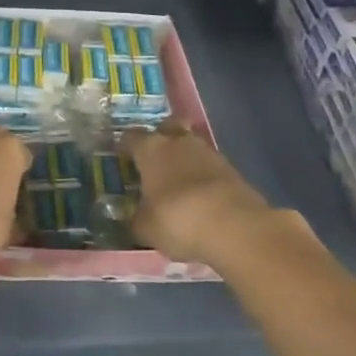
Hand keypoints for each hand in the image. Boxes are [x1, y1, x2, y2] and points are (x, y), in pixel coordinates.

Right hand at [122, 119, 290, 265]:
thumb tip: (131, 219)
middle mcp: (178, 142)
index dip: (125, 146)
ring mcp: (208, 153)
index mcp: (150, 149)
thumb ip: (135, 220)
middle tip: (154, 159)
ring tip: (179, 180)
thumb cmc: (177, 219)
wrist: (235, 226)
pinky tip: (200, 195)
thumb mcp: (145, 228)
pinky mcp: (232, 169)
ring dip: (185, 157)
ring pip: (191, 145)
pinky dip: (203, 175)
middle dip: (161, 137)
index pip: (131, 137)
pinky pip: (210, 165)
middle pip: (167, 127)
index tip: (121, 157)